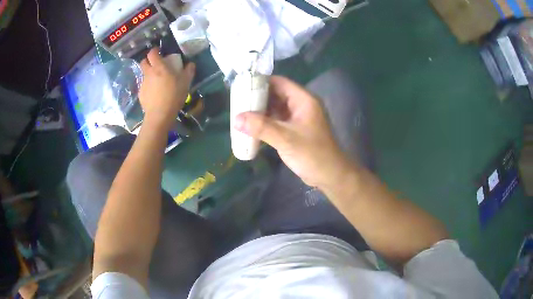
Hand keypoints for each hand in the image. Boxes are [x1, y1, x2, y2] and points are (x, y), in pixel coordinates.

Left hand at [139, 48, 194, 128]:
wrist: (160, 115)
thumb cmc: (173, 95)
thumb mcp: (185, 82)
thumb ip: (189, 71)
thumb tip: (191, 64)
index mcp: (158, 67)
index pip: (152, 53)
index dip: (154, 50)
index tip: (159, 51)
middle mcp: (148, 73)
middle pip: (143, 62)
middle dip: (148, 60)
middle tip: (155, 64)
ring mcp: (143, 84)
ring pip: (144, 74)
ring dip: (149, 74)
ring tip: (157, 81)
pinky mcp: (141, 94)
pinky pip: (144, 86)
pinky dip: (148, 87)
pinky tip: (155, 94)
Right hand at [234, 76, 350, 188]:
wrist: (330, 175)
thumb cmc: (312, 154)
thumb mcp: (285, 139)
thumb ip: (261, 127)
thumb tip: (236, 118)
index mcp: (303, 100)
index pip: (280, 82)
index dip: (261, 82)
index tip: (241, 87)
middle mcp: (301, 105)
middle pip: (276, 94)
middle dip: (257, 98)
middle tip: (237, 101)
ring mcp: (298, 119)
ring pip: (276, 108)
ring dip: (260, 111)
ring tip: (240, 113)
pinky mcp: (295, 130)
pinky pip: (277, 121)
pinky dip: (265, 123)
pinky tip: (251, 127)